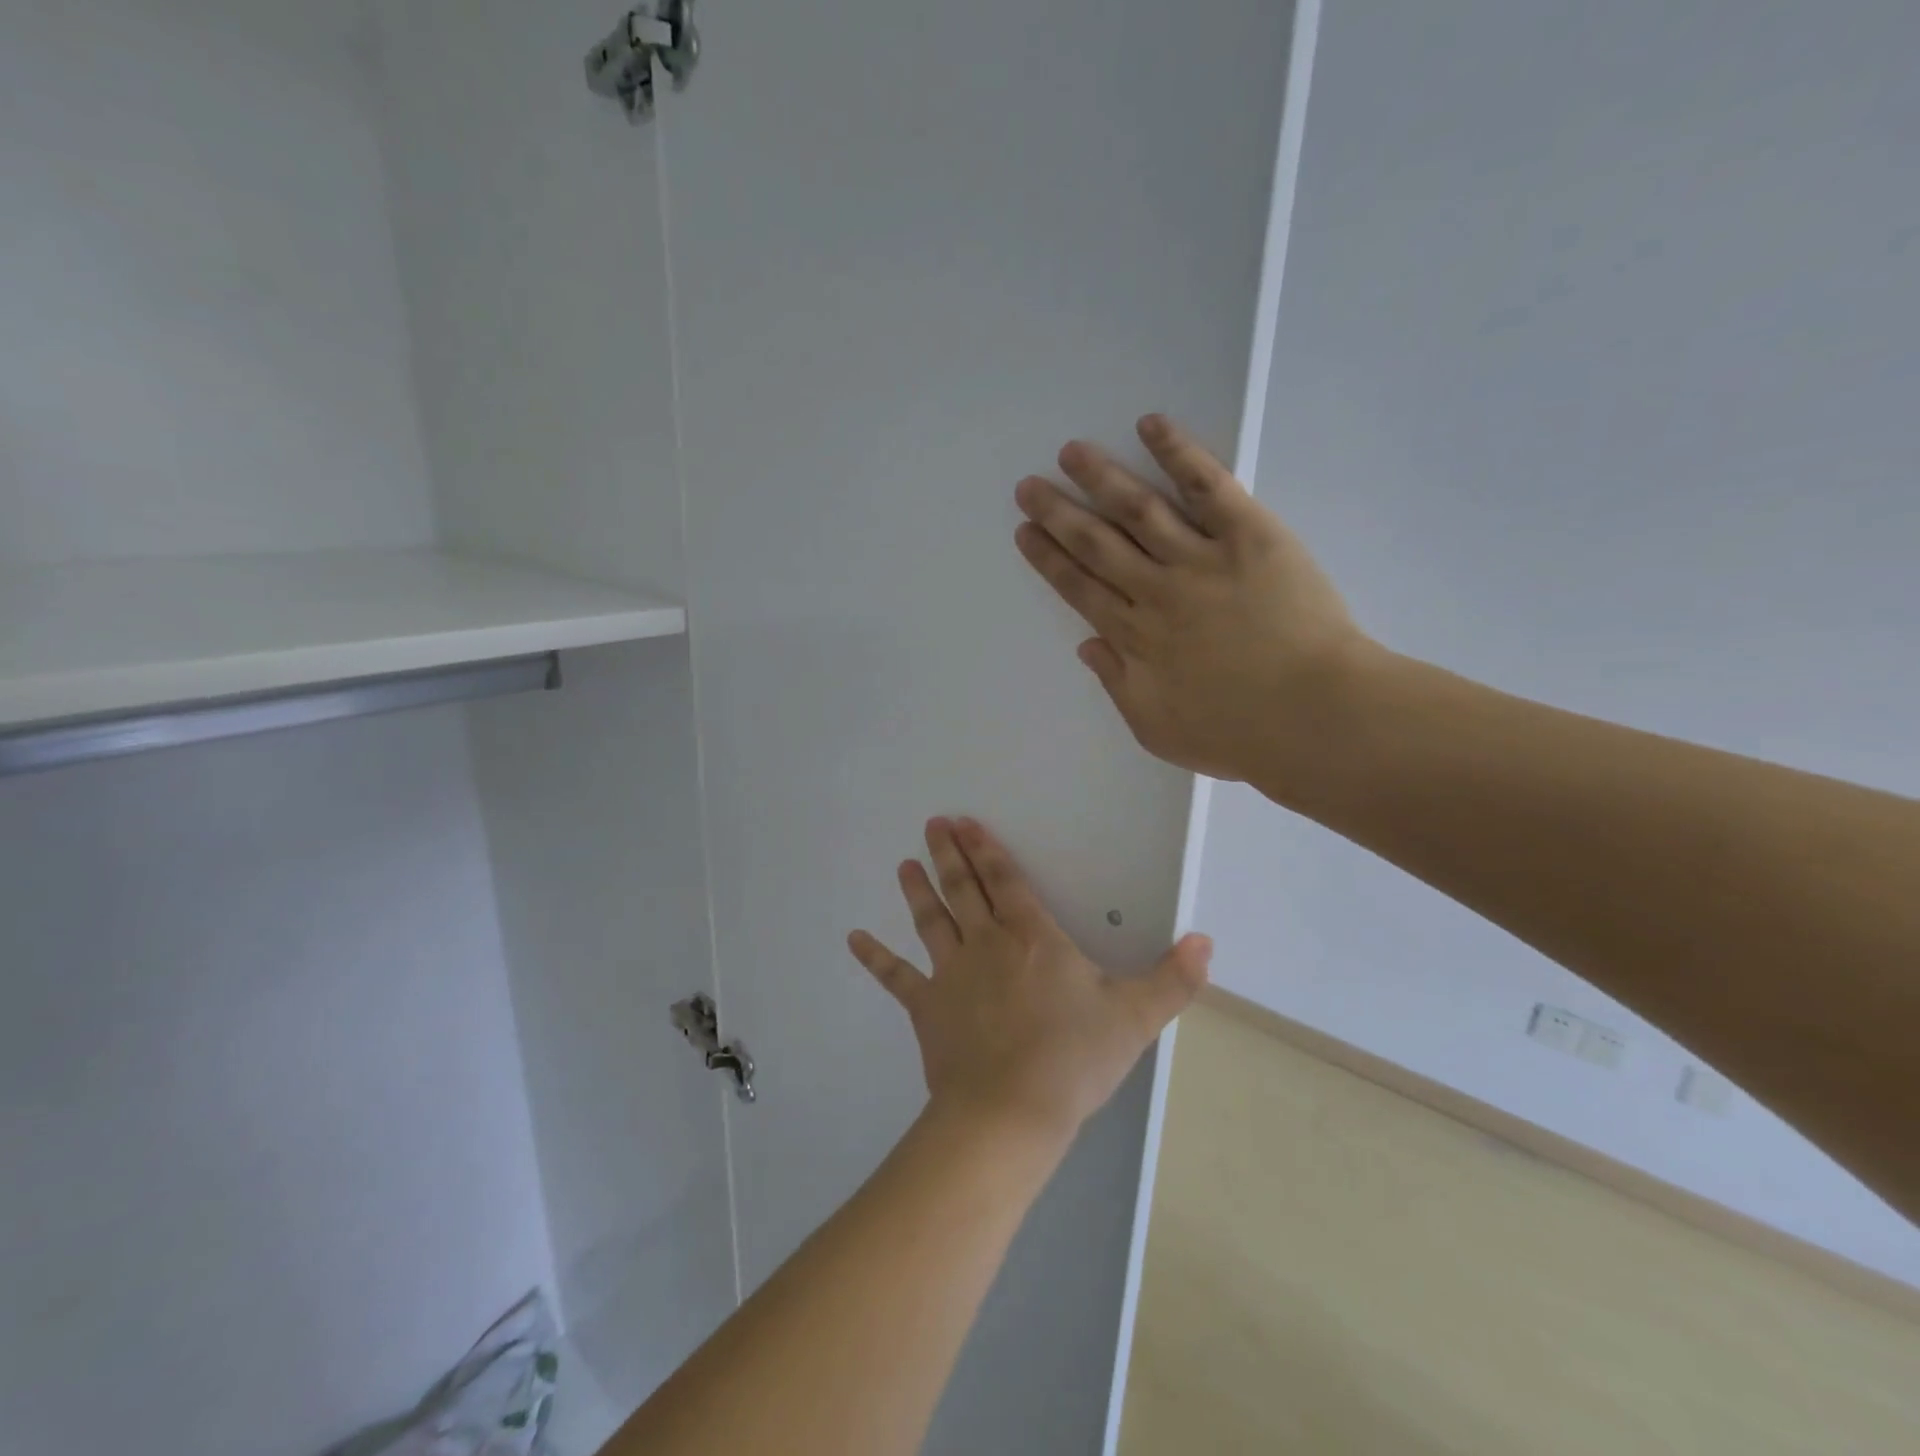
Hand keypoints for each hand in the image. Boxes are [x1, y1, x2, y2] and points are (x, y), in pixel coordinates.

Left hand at [848, 817, 1210, 1146]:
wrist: (1011, 1113)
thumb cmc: (1073, 1059)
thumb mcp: (1135, 1018)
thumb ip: (1172, 979)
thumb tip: (1206, 941)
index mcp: (1032, 937)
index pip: (1006, 881)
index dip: (987, 850)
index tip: (966, 823)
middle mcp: (986, 944)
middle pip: (964, 889)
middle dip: (949, 854)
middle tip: (932, 823)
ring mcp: (951, 974)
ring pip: (931, 921)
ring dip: (918, 890)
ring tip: (905, 863)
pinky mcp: (927, 1008)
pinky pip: (897, 977)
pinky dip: (874, 958)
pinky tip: (852, 938)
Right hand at [1013, 413, 1377, 787]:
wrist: (1313, 717)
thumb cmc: (1236, 734)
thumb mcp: (1157, 729)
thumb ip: (1118, 685)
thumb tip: (1088, 645)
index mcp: (1135, 638)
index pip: (1080, 588)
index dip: (1049, 559)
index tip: (1025, 531)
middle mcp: (1156, 590)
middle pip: (1097, 544)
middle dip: (1059, 514)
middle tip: (1030, 485)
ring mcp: (1201, 558)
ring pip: (1139, 509)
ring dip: (1102, 477)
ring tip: (1072, 452)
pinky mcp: (1249, 536)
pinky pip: (1208, 487)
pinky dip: (1178, 454)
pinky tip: (1150, 426)